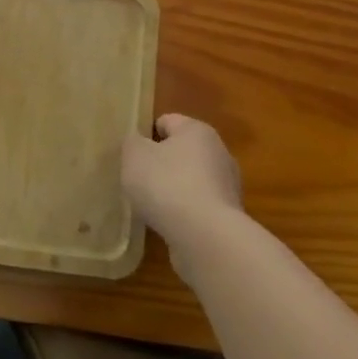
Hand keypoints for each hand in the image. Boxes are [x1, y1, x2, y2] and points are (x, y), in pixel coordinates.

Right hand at [122, 114, 246, 255]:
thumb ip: (132, 143)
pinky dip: (183, 212)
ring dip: (172, 190)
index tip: (130, 154)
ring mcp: (226, 187)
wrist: (205, 237)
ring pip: (190, 180)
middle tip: (137, 179)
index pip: (166, 121)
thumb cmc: (167, 184)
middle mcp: (218, 153)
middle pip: (181, 151)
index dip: (145, 134)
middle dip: (160, 163)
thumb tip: (139, 143)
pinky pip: (197, 207)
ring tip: (150, 205)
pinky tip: (167, 224)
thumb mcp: (134, 155)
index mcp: (197, 130)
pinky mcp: (227, 216)